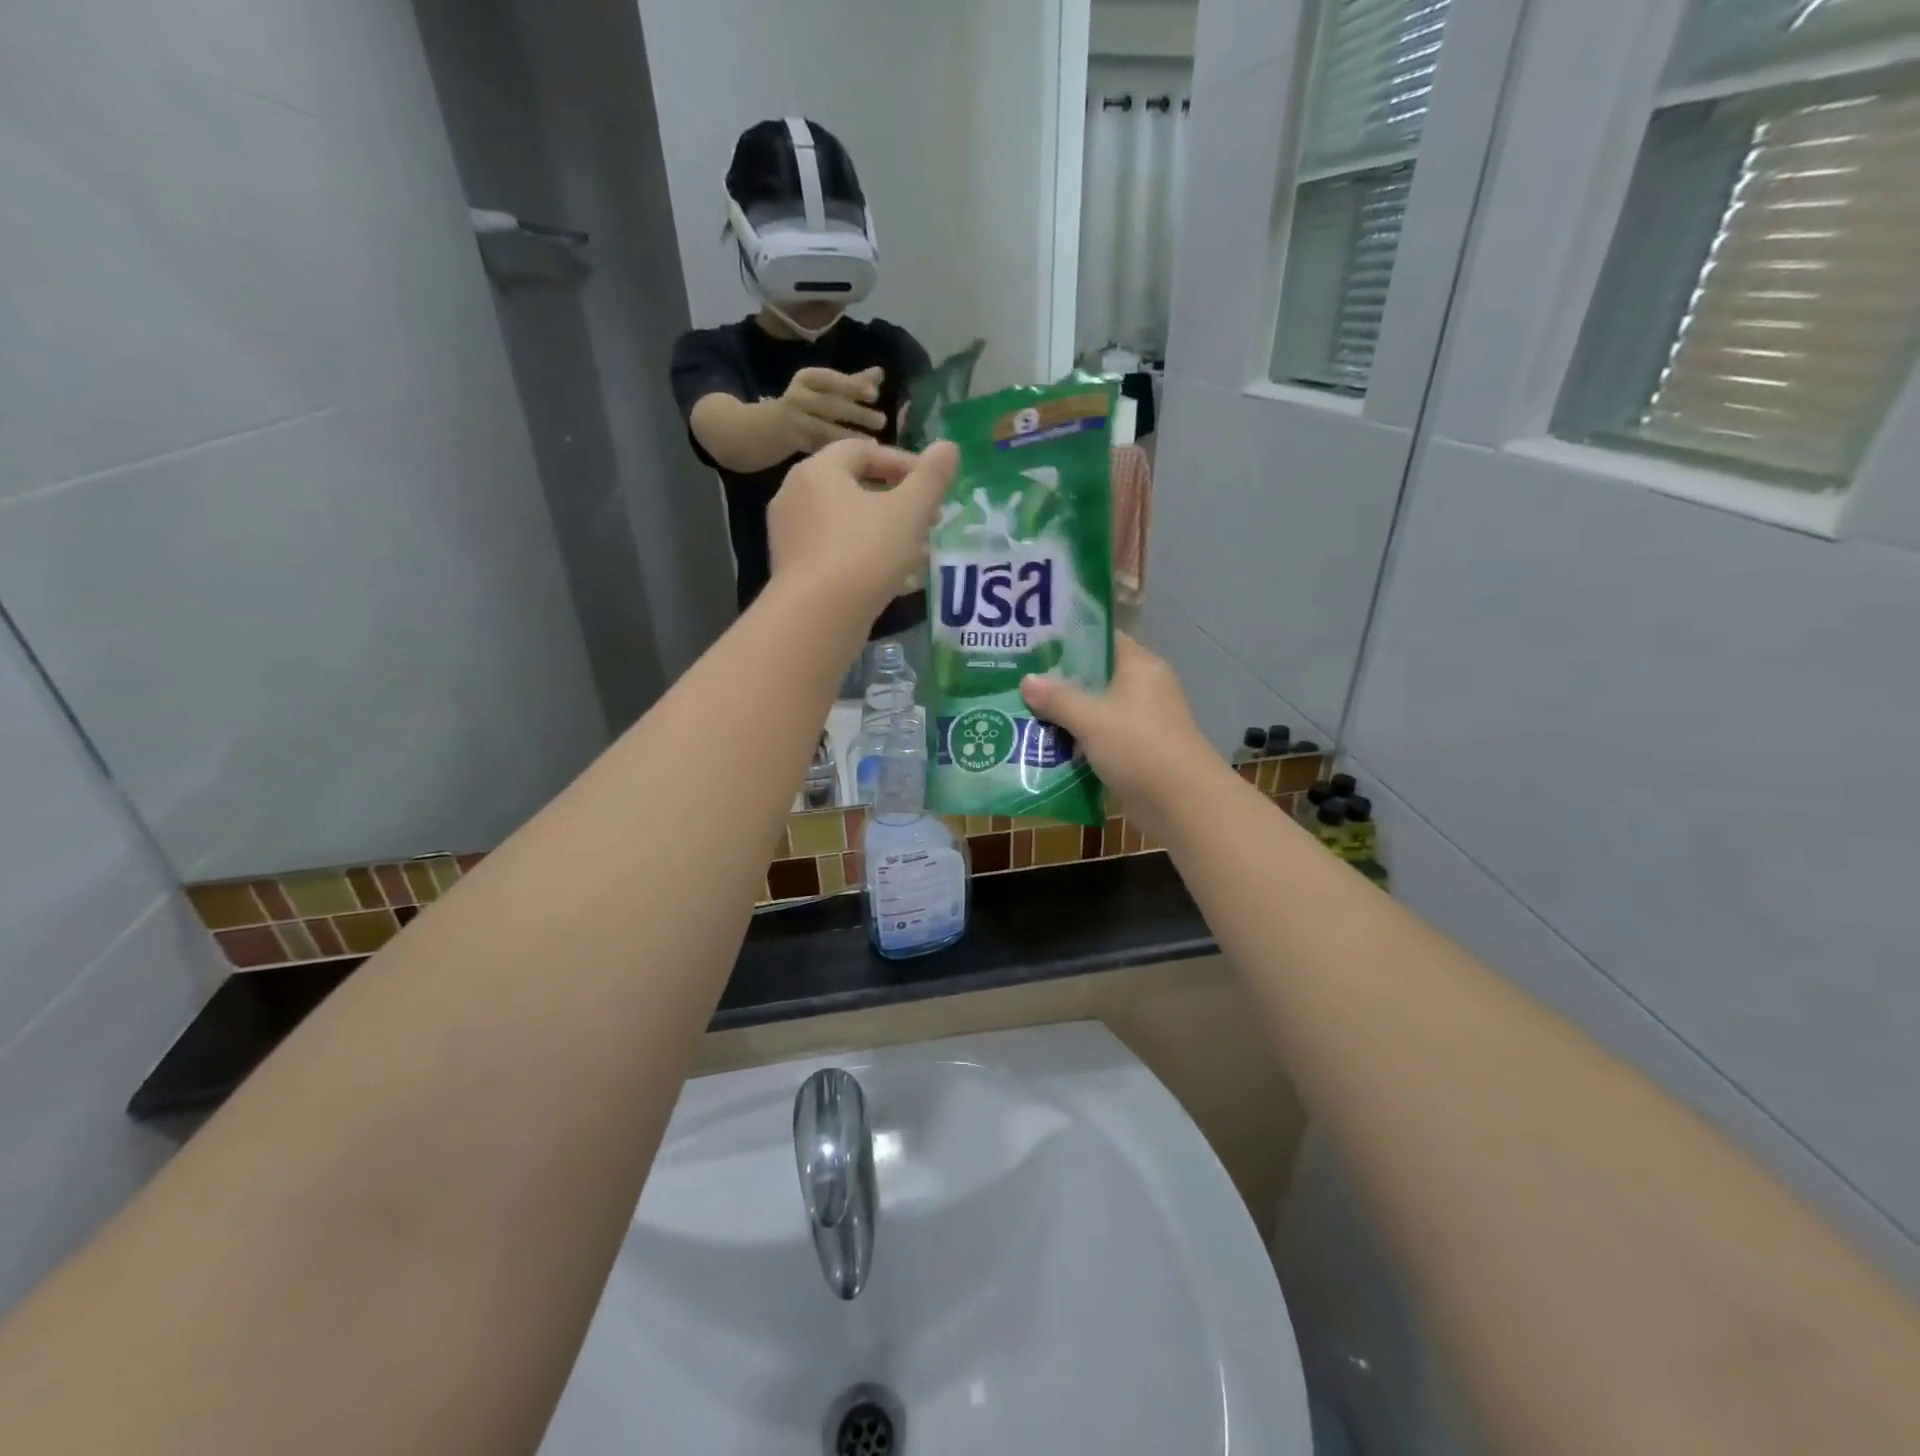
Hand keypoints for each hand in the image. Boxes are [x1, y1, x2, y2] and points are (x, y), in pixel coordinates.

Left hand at [768, 438, 958, 619]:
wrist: (817, 617)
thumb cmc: (864, 553)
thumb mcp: (909, 512)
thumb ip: (931, 478)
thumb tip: (949, 446)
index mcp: (818, 471)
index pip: (864, 451)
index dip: (904, 463)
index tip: (933, 487)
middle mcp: (795, 496)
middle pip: (855, 487)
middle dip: (898, 502)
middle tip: (930, 520)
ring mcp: (790, 536)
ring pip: (847, 523)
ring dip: (885, 532)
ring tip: (919, 553)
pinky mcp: (793, 570)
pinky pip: (835, 552)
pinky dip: (865, 556)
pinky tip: (894, 579)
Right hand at [777, 366, 888, 453]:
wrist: (768, 428)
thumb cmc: (806, 404)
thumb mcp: (824, 388)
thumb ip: (852, 382)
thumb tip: (880, 373)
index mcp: (806, 379)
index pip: (829, 379)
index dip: (851, 385)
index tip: (874, 394)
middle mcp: (798, 398)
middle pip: (829, 405)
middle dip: (857, 413)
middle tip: (881, 421)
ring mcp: (795, 423)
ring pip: (824, 430)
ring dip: (850, 436)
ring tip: (873, 442)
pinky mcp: (796, 445)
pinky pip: (821, 448)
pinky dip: (839, 452)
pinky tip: (858, 458)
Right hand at [1020, 634, 1220, 831]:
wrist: (1182, 804)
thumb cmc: (1138, 747)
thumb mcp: (1091, 719)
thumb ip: (1057, 698)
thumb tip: (1026, 680)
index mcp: (1139, 666)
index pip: (1101, 639)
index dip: (1068, 639)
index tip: (1032, 644)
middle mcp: (1142, 687)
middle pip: (1094, 675)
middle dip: (1058, 681)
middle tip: (1017, 679)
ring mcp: (1140, 720)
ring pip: (1094, 708)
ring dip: (1064, 714)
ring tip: (1021, 711)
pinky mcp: (1135, 749)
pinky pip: (1099, 736)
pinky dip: (1076, 739)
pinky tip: (1044, 744)